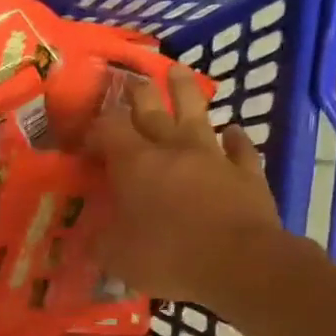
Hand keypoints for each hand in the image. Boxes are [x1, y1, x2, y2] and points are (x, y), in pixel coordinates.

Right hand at [86, 70, 286, 307]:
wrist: (240, 263)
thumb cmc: (168, 256)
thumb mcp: (115, 256)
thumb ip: (99, 241)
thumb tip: (88, 237)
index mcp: (134, 164)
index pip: (110, 128)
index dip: (97, 128)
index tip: (88, 140)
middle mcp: (172, 149)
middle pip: (152, 109)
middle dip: (138, 93)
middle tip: (131, 81)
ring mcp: (213, 156)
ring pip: (197, 113)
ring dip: (185, 91)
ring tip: (178, 71)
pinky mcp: (246, 172)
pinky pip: (240, 147)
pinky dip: (235, 137)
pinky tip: (233, 130)